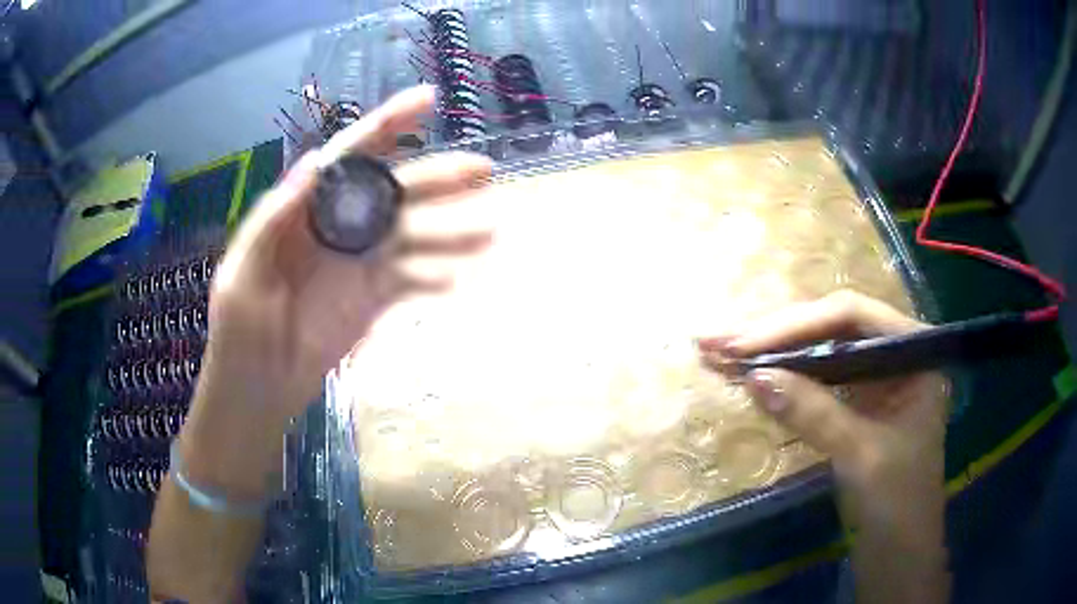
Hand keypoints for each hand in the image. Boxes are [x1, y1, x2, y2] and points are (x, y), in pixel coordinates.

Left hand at [179, 85, 493, 495]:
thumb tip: (313, 166)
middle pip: (393, 191)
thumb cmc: (239, 333)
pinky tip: (456, 282)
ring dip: (450, 232)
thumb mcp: (241, 276)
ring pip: (411, 236)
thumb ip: (272, 222)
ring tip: (490, 233)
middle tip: (484, 170)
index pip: (347, 158)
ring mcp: (358, 264)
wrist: (258, 391)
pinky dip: (433, 279)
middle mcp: (337, 227)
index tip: (427, 101)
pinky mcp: (372, 299)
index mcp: (303, 211)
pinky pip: (409, 282)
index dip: (387, 126)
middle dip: (437, 177)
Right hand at [698, 289, 948, 528]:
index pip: (851, 316)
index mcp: (914, 351)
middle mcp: (895, 352)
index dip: (797, 325)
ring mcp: (874, 376)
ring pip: (819, 349)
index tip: (744, 344)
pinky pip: (817, 377)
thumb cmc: (898, 503)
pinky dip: (783, 375)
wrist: (900, 551)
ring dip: (772, 349)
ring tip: (719, 350)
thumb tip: (754, 376)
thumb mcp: (860, 455)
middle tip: (716, 339)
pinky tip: (750, 372)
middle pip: (831, 326)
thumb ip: (814, 412)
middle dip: (774, 333)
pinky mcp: (857, 400)